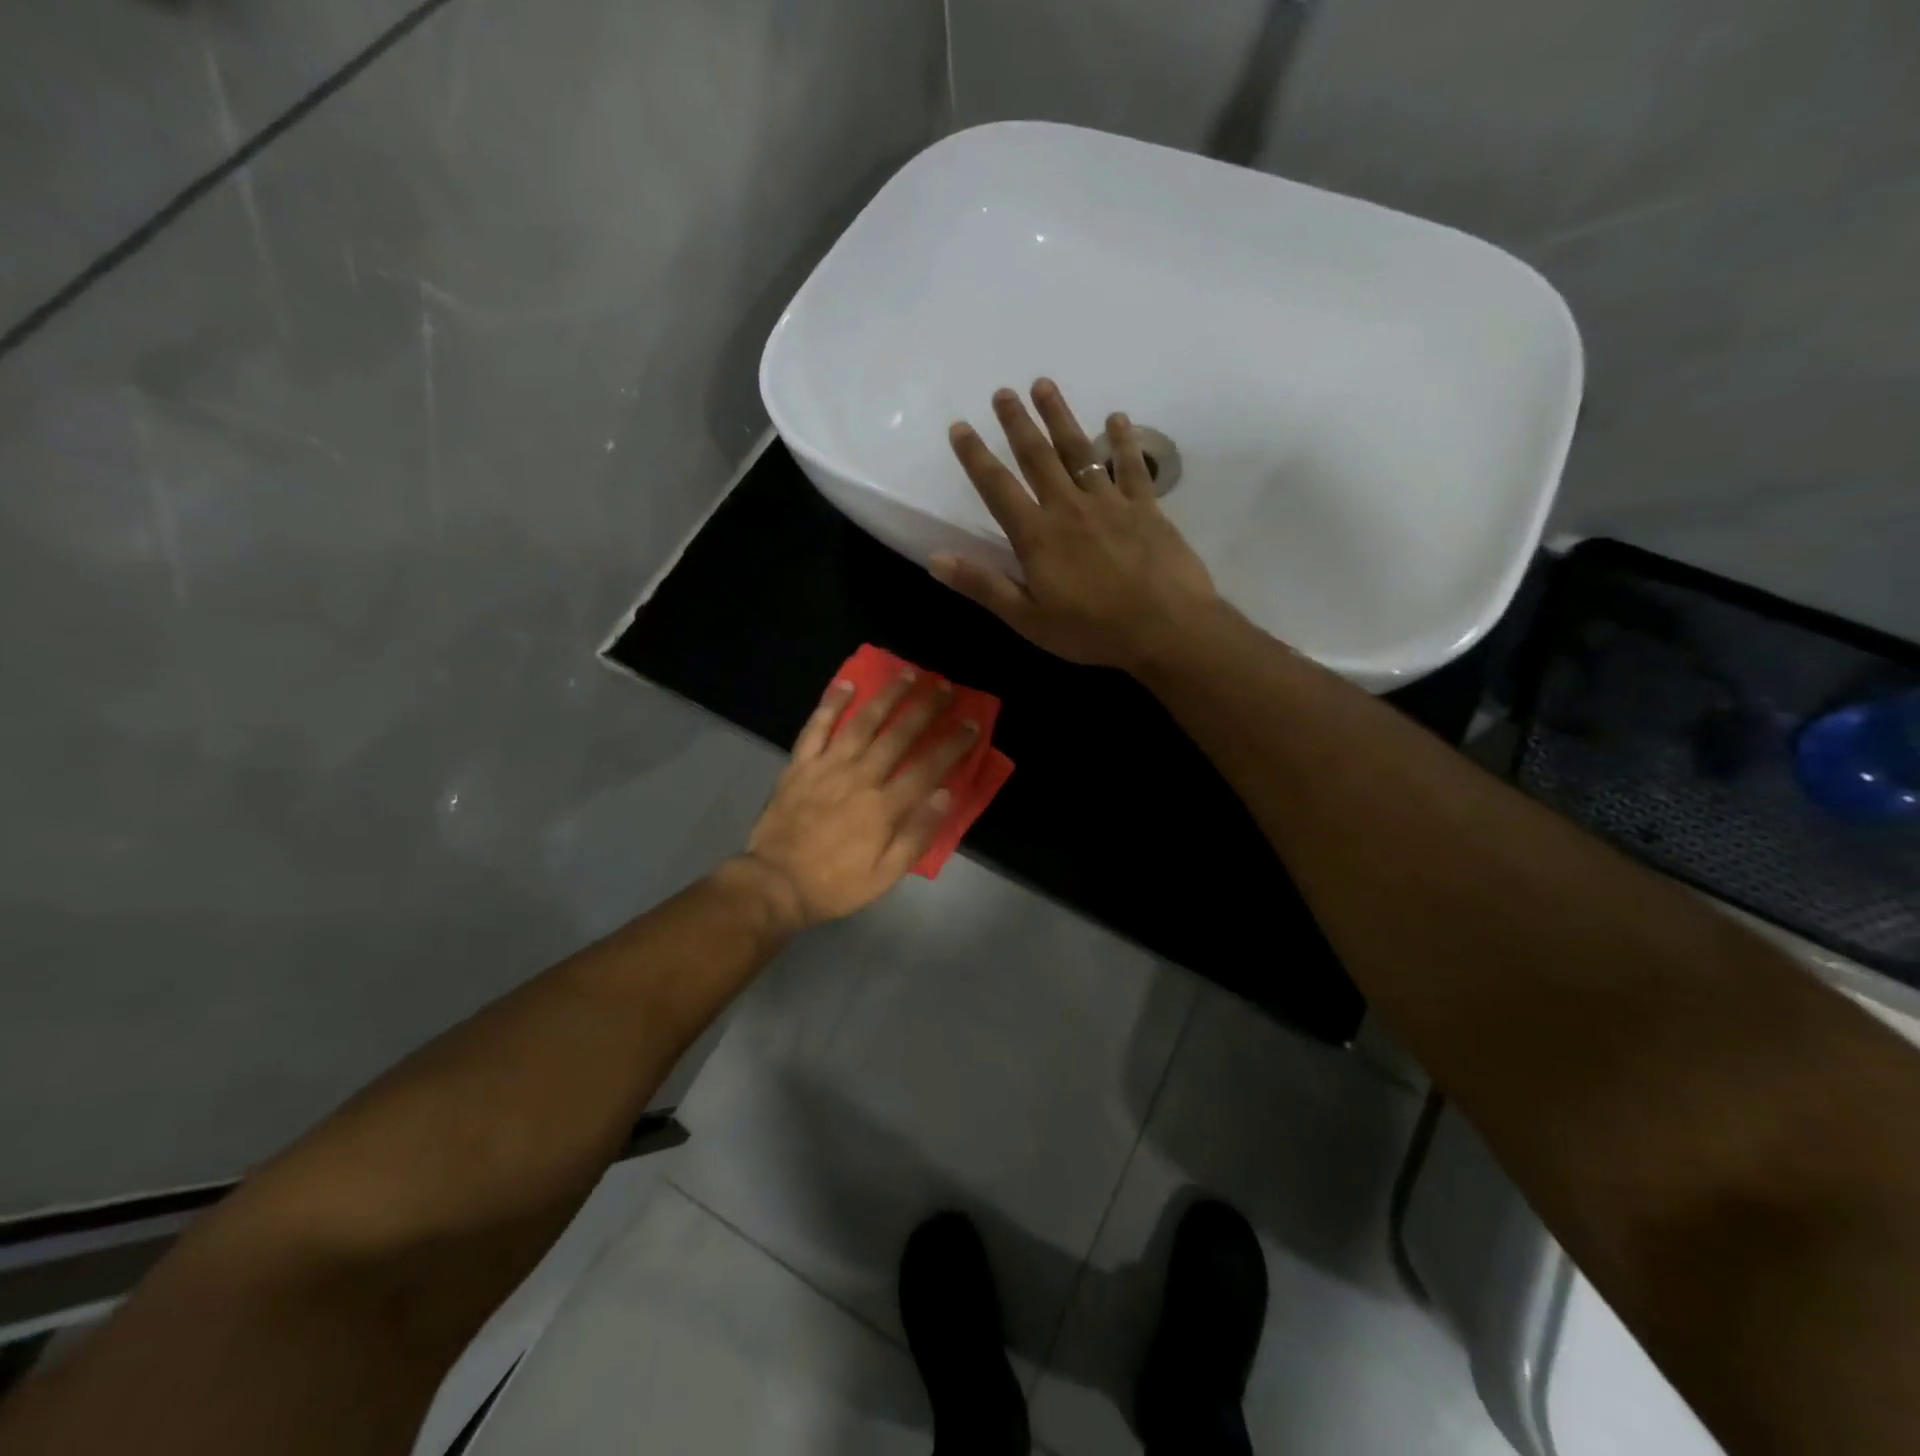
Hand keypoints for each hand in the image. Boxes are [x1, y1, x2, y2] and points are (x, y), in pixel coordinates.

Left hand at [742, 669, 979, 927]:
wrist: (774, 884)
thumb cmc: (835, 884)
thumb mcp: (885, 875)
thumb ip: (917, 835)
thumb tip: (946, 794)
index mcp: (883, 807)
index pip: (927, 767)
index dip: (952, 744)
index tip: (971, 723)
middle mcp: (859, 777)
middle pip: (899, 735)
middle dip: (925, 708)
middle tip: (944, 687)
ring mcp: (827, 767)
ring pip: (862, 722)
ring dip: (887, 696)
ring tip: (907, 674)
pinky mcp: (800, 765)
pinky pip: (816, 727)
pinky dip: (831, 704)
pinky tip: (846, 683)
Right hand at [934, 380, 1217, 670]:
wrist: (1164, 628)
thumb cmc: (1091, 630)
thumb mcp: (1027, 618)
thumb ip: (983, 585)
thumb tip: (936, 558)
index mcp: (1037, 536)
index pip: (998, 488)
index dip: (976, 457)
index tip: (960, 426)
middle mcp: (1069, 508)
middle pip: (1038, 457)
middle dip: (1017, 423)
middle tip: (1003, 392)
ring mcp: (1110, 503)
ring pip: (1080, 451)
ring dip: (1060, 417)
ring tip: (1044, 386)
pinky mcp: (1147, 508)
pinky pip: (1132, 467)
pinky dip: (1124, 440)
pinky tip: (1117, 418)